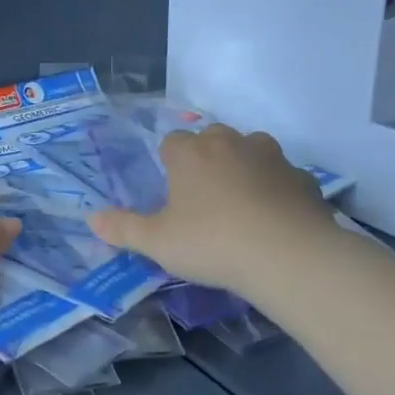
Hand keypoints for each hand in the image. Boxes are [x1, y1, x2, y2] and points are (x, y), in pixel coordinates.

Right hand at [90, 124, 335, 298]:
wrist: (288, 256)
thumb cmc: (211, 242)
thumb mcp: (157, 242)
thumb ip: (123, 228)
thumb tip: (91, 218)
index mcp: (191, 153)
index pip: (172, 141)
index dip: (169, 162)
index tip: (170, 191)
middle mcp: (230, 143)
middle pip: (212, 138)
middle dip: (206, 158)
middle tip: (202, 197)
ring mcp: (272, 158)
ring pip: (252, 151)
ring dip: (244, 168)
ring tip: (240, 204)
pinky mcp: (303, 179)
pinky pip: (283, 178)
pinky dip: (276, 191)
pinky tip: (274, 220)